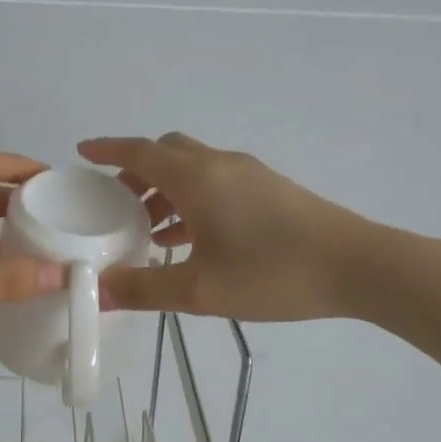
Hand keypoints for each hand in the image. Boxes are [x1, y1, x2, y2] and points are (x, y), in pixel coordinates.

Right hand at [78, 134, 372, 320]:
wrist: (357, 266)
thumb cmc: (273, 273)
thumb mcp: (201, 289)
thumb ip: (144, 289)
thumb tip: (98, 292)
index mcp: (197, 178)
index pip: (140, 151)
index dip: (108, 149)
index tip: (83, 152)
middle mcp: (220, 165)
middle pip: (167, 153)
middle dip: (136, 173)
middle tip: (115, 205)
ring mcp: (249, 175)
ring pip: (193, 169)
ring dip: (165, 190)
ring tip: (147, 231)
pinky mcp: (270, 190)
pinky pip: (216, 184)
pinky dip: (192, 200)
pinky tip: (190, 239)